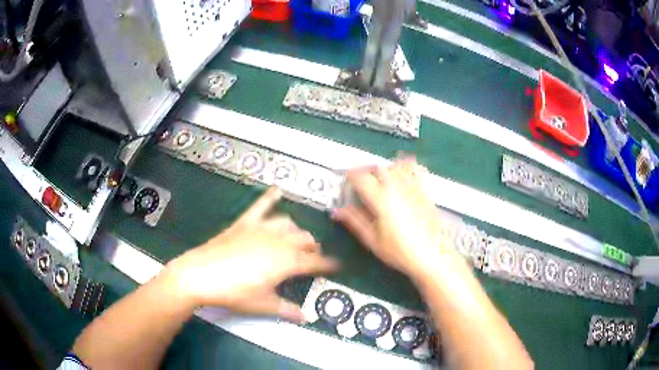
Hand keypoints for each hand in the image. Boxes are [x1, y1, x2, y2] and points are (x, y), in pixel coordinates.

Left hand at [165, 187, 339, 321]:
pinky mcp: (244, 223)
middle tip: (313, 257)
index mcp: (286, 262)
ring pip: (288, 223)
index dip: (327, 264)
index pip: (314, 261)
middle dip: (313, 247)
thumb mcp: (262, 304)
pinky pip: (260, 206)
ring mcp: (260, 229)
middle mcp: (277, 241)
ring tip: (296, 238)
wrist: (200, 275)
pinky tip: (277, 189)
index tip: (337, 265)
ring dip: (296, 230)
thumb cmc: (233, 292)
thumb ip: (286, 309)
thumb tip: (304, 317)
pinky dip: (270, 197)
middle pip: (304, 239)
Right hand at [332, 158, 457, 279]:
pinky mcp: (424, 190)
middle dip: (365, 171)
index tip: (346, 181)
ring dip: (384, 169)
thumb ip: (354, 221)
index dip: (350, 176)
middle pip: (377, 167)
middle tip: (360, 180)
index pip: (361, 178)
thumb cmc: (399, 251)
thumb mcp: (372, 240)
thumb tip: (337, 211)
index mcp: (381, 199)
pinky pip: (414, 169)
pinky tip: (402, 174)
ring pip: (395, 166)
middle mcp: (396, 188)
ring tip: (379, 178)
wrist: (430, 255)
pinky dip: (405, 167)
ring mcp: (413, 187)